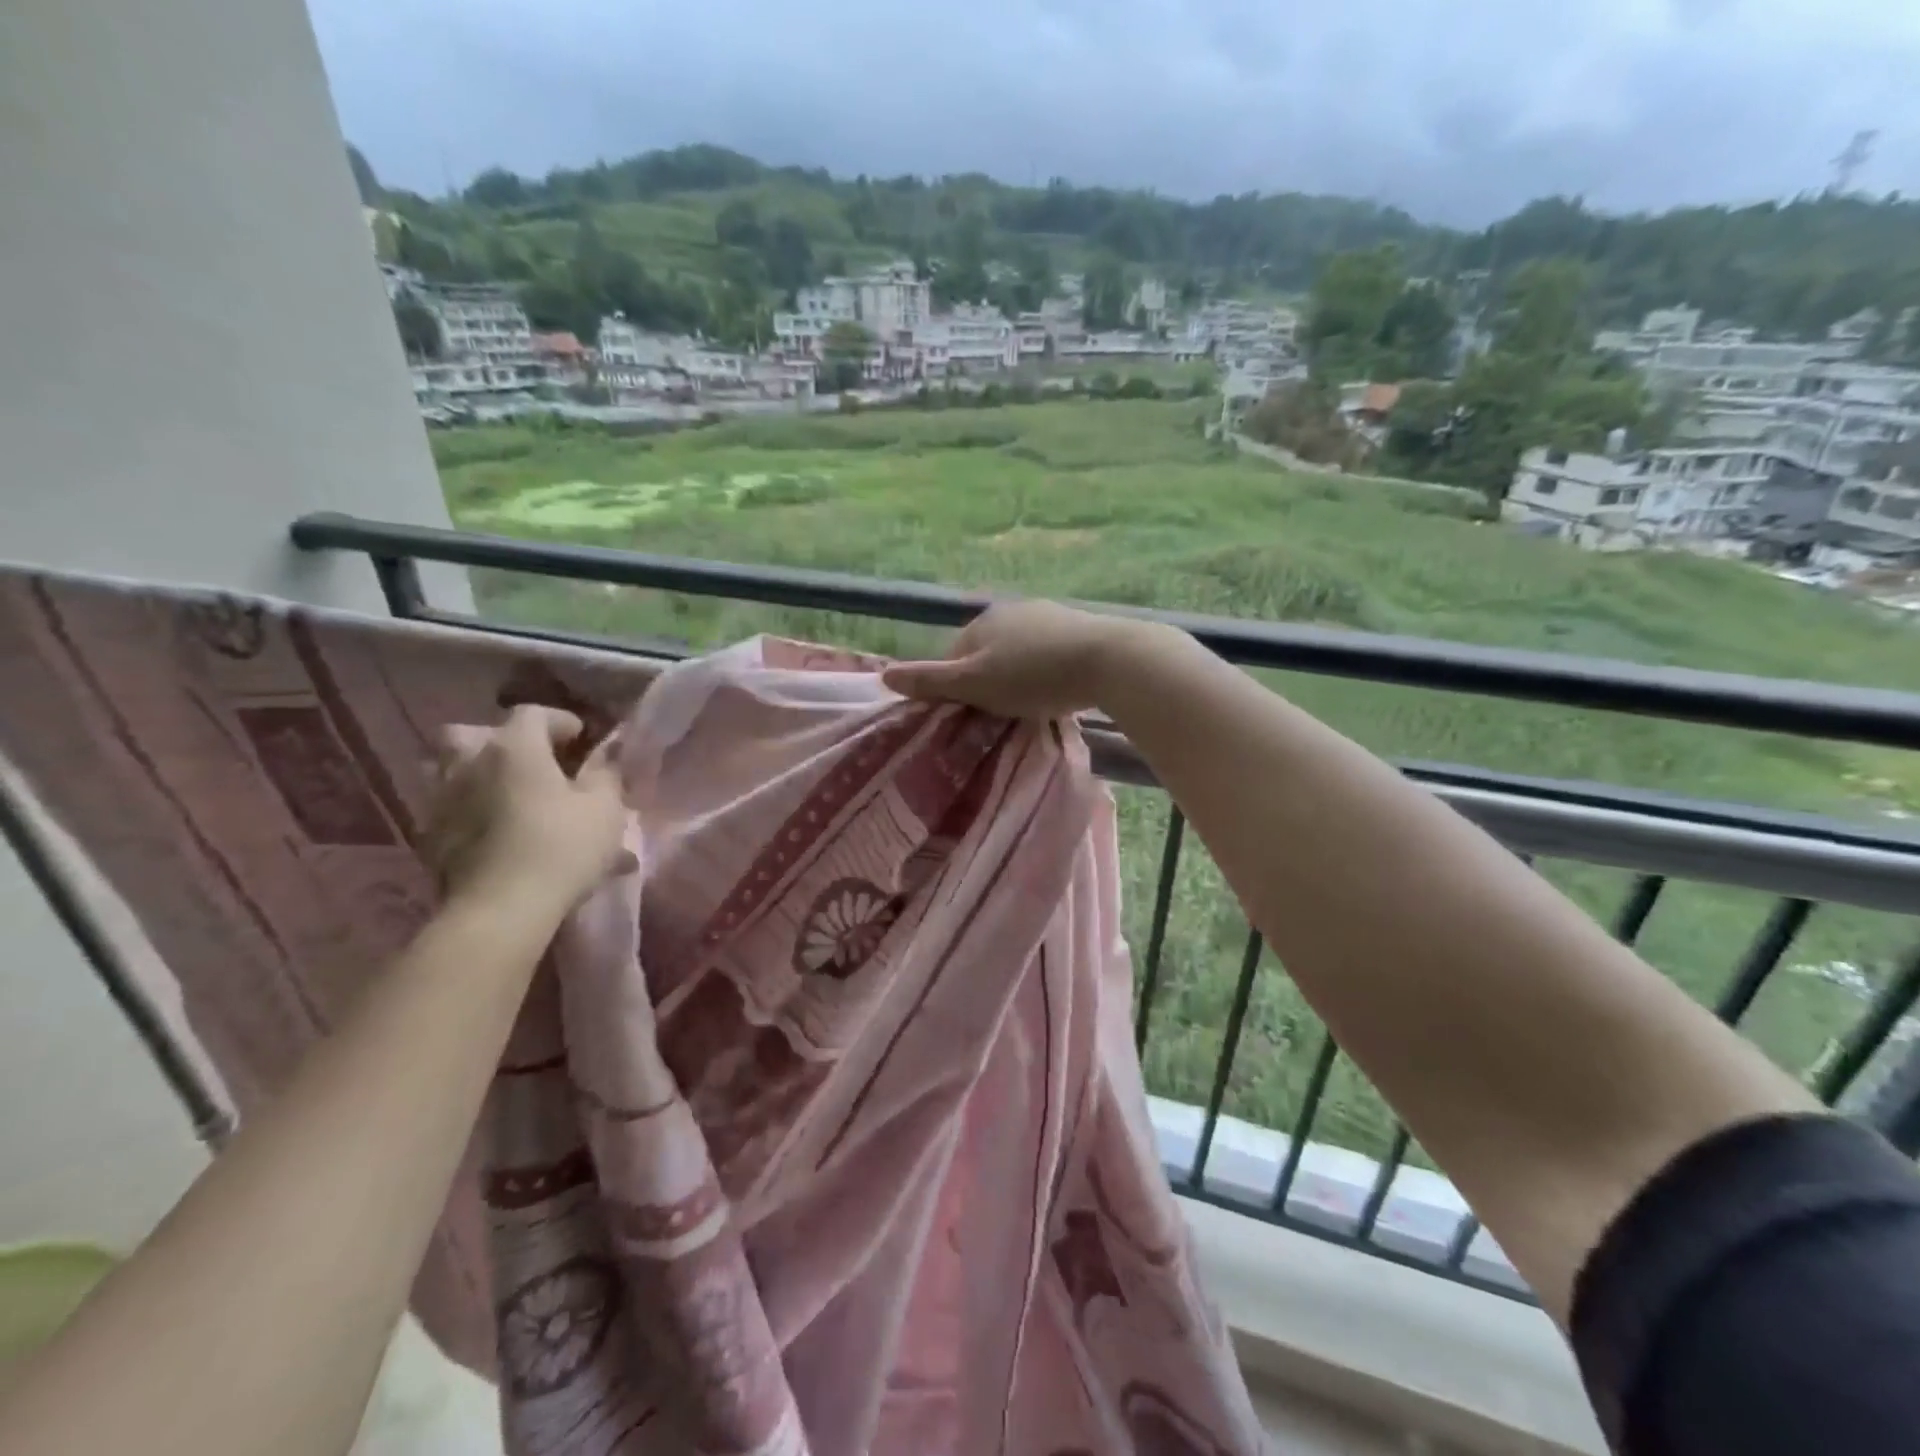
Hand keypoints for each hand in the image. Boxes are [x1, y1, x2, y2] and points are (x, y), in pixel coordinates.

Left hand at [423, 706, 633, 910]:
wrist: (502, 910)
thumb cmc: (563, 847)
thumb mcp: (605, 806)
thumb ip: (607, 773)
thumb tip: (609, 753)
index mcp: (513, 747)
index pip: (533, 714)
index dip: (559, 720)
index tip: (581, 738)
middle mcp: (469, 763)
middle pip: (472, 733)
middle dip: (500, 739)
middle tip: (531, 760)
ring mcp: (442, 801)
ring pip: (452, 770)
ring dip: (479, 773)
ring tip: (510, 794)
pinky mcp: (431, 838)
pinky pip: (451, 808)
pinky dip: (471, 809)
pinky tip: (496, 830)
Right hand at [882, 600, 1148, 718]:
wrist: (1108, 659)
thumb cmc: (1032, 675)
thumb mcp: (974, 684)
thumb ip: (931, 681)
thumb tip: (884, 675)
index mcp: (981, 622)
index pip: (953, 657)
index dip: (957, 689)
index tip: (972, 715)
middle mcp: (1011, 610)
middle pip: (986, 653)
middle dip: (989, 681)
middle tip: (1003, 714)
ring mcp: (1047, 614)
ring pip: (1019, 652)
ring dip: (1019, 677)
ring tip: (1033, 705)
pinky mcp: (1078, 626)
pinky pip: (1048, 652)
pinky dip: (1047, 670)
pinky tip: (1059, 689)